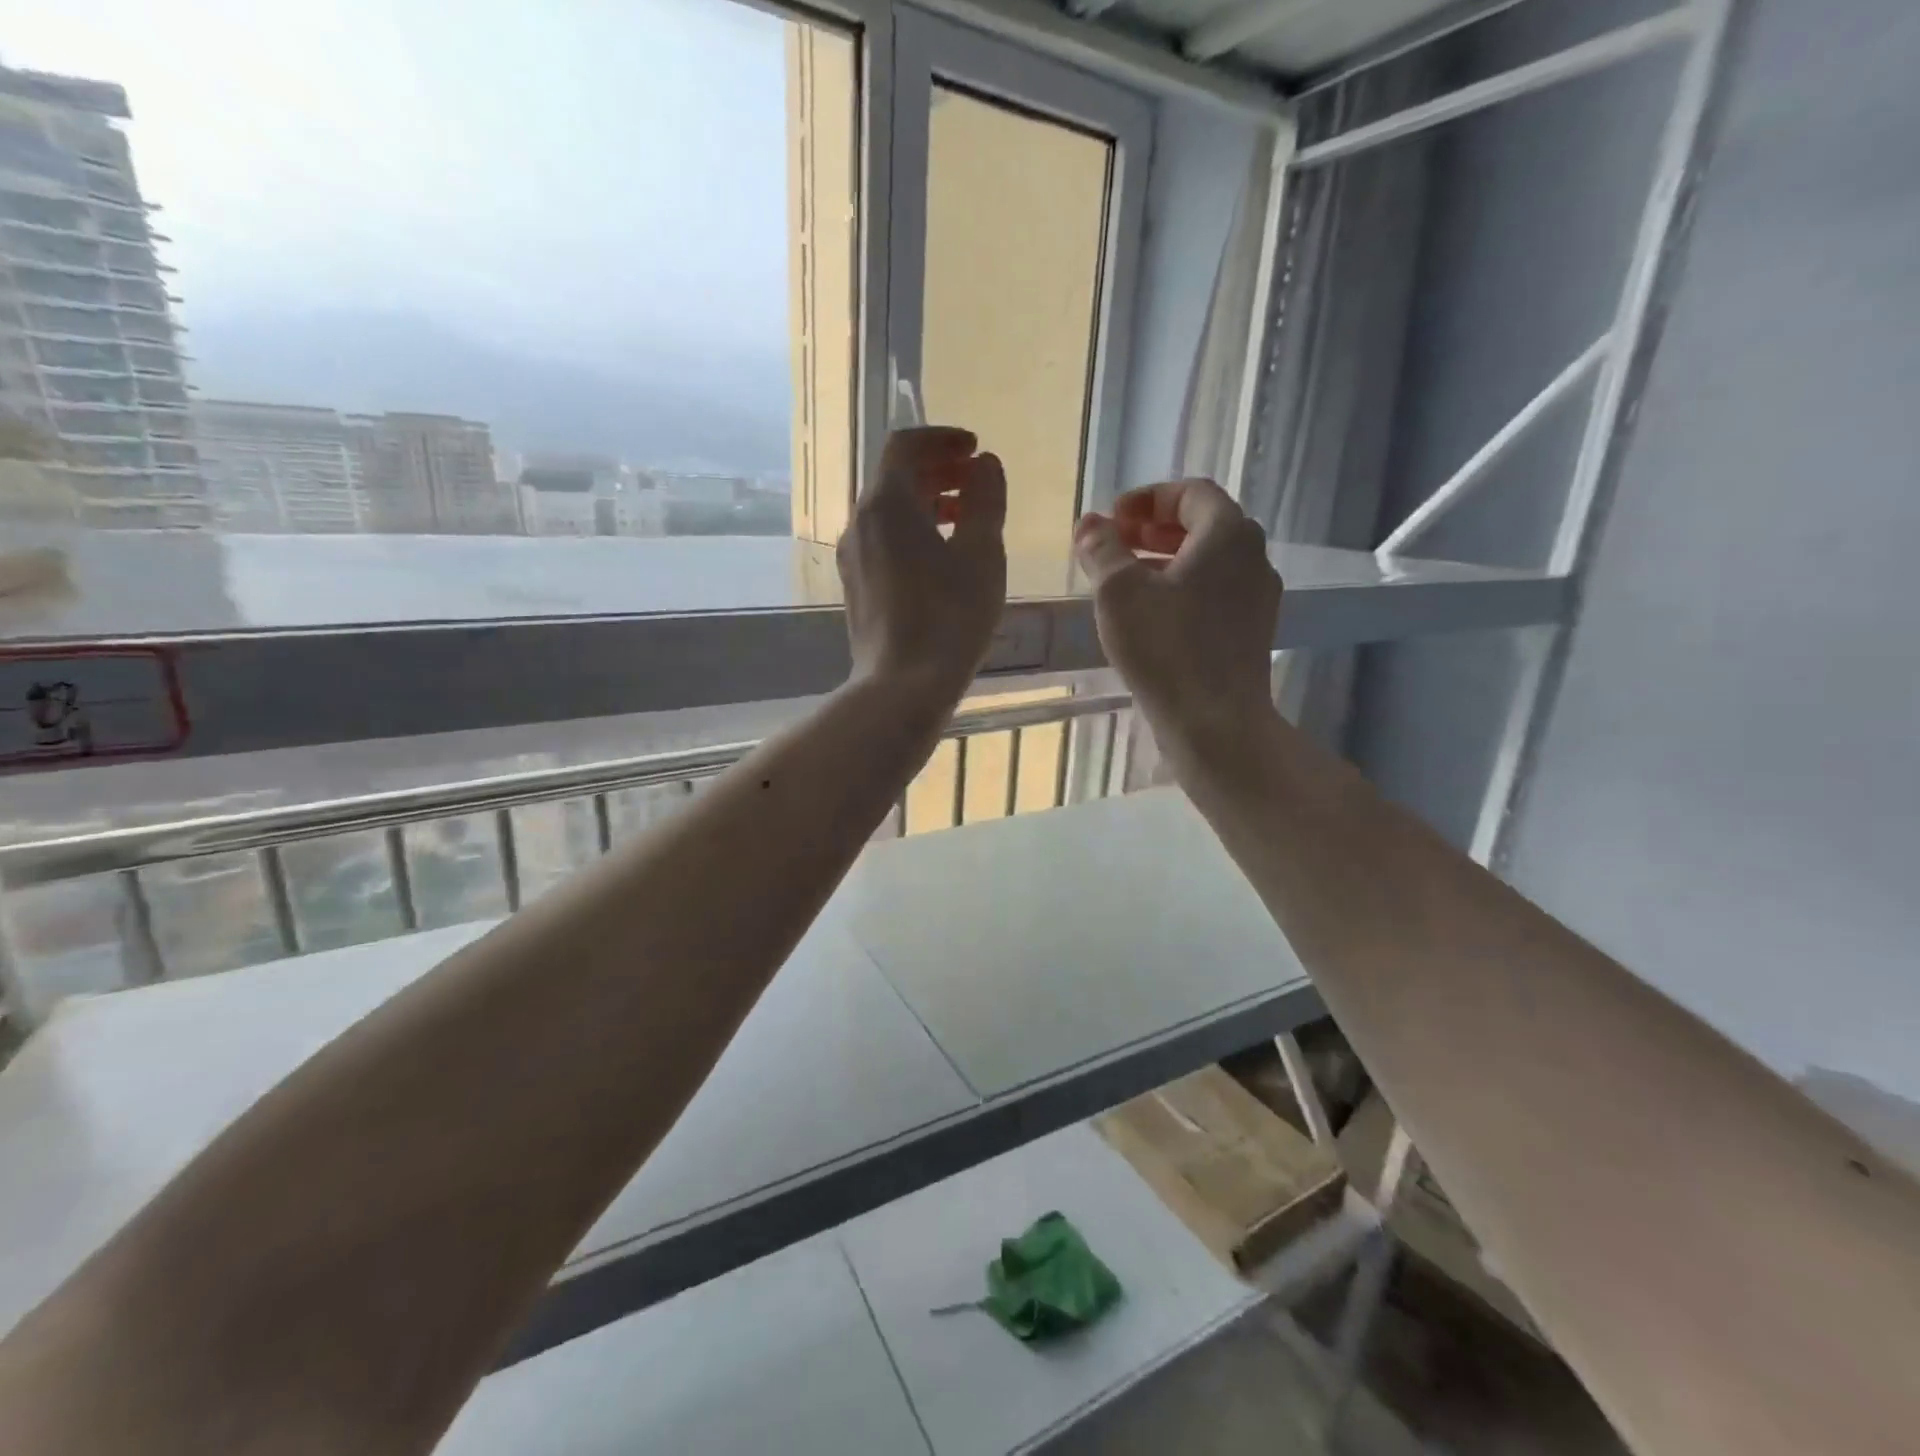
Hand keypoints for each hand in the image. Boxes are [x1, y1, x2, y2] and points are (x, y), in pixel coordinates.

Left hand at [839, 427, 1006, 703]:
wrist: (903, 686)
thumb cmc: (950, 617)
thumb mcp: (982, 554)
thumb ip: (986, 500)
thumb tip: (985, 465)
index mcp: (887, 503)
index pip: (906, 445)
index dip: (942, 439)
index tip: (975, 450)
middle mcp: (860, 522)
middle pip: (895, 478)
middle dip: (937, 471)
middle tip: (976, 482)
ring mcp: (853, 557)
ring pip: (888, 513)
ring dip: (926, 504)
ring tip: (965, 521)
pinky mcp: (856, 587)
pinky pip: (883, 542)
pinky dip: (912, 534)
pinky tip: (940, 560)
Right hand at [1073, 479, 1281, 758]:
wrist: (1216, 722)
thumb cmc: (1166, 648)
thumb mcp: (1119, 592)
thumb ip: (1102, 549)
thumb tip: (1089, 523)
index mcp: (1227, 534)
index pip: (1190, 493)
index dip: (1147, 498)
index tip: (1112, 519)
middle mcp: (1253, 557)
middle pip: (1202, 525)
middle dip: (1154, 529)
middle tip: (1114, 544)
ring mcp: (1258, 596)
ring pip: (1209, 562)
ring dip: (1166, 560)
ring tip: (1125, 580)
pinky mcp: (1252, 631)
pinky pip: (1215, 592)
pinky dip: (1182, 589)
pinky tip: (1151, 615)